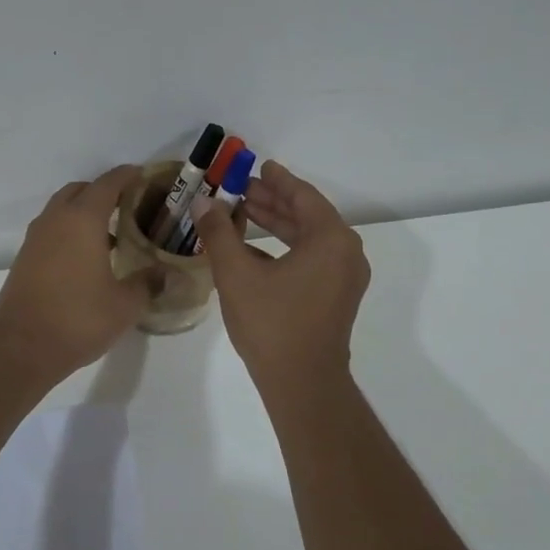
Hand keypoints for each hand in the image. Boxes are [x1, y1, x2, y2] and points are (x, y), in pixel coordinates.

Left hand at [0, 166, 155, 379]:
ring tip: (111, 236)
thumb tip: (168, 274)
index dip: (128, 176)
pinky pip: (51, 230)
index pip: (108, 183)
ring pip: (62, 210)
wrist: (20, 346)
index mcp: (83, 219)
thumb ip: (148, 283)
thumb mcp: (125, 305)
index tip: (145, 177)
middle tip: (129, 208)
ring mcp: (36, 238)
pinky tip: (87, 259)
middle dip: (104, 192)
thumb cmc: (78, 319)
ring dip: (84, 213)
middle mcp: (56, 219)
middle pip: (81, 190)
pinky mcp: (24, 258)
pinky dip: (69, 231)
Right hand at [190, 161, 369, 392]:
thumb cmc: (272, 323)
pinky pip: (311, 259)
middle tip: (241, 189)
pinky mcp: (336, 296)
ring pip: (308, 238)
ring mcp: (344, 277)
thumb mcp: (237, 274)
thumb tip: (203, 202)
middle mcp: (346, 253)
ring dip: (277, 224)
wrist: (302, 382)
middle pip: (307, 215)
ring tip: (243, 212)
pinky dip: (284, 248)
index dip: (277, 180)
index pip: (303, 196)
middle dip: (273, 201)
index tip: (257, 166)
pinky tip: (252, 249)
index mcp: (331, 240)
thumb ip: (219, 233)